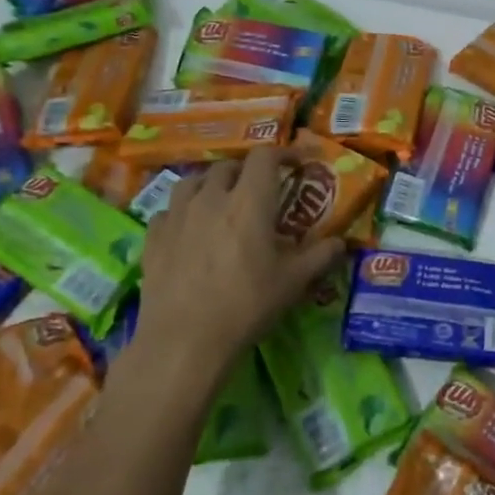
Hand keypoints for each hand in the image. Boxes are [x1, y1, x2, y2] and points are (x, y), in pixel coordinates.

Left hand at [122, 148, 343, 389]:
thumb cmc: (246, 305)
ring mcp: (177, 215)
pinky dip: (183, 210)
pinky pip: (168, 209)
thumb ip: (320, 256)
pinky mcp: (153, 237)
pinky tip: (189, 228)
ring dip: (212, 183)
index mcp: (249, 201)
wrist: (184, 340)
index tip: (296, 164)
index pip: (264, 156)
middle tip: (260, 190)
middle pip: (229, 166)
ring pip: (193, 180)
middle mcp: (211, 197)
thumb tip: (341, 242)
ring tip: (221, 201)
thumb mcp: (293, 282)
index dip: (283, 154)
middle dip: (247, 171)